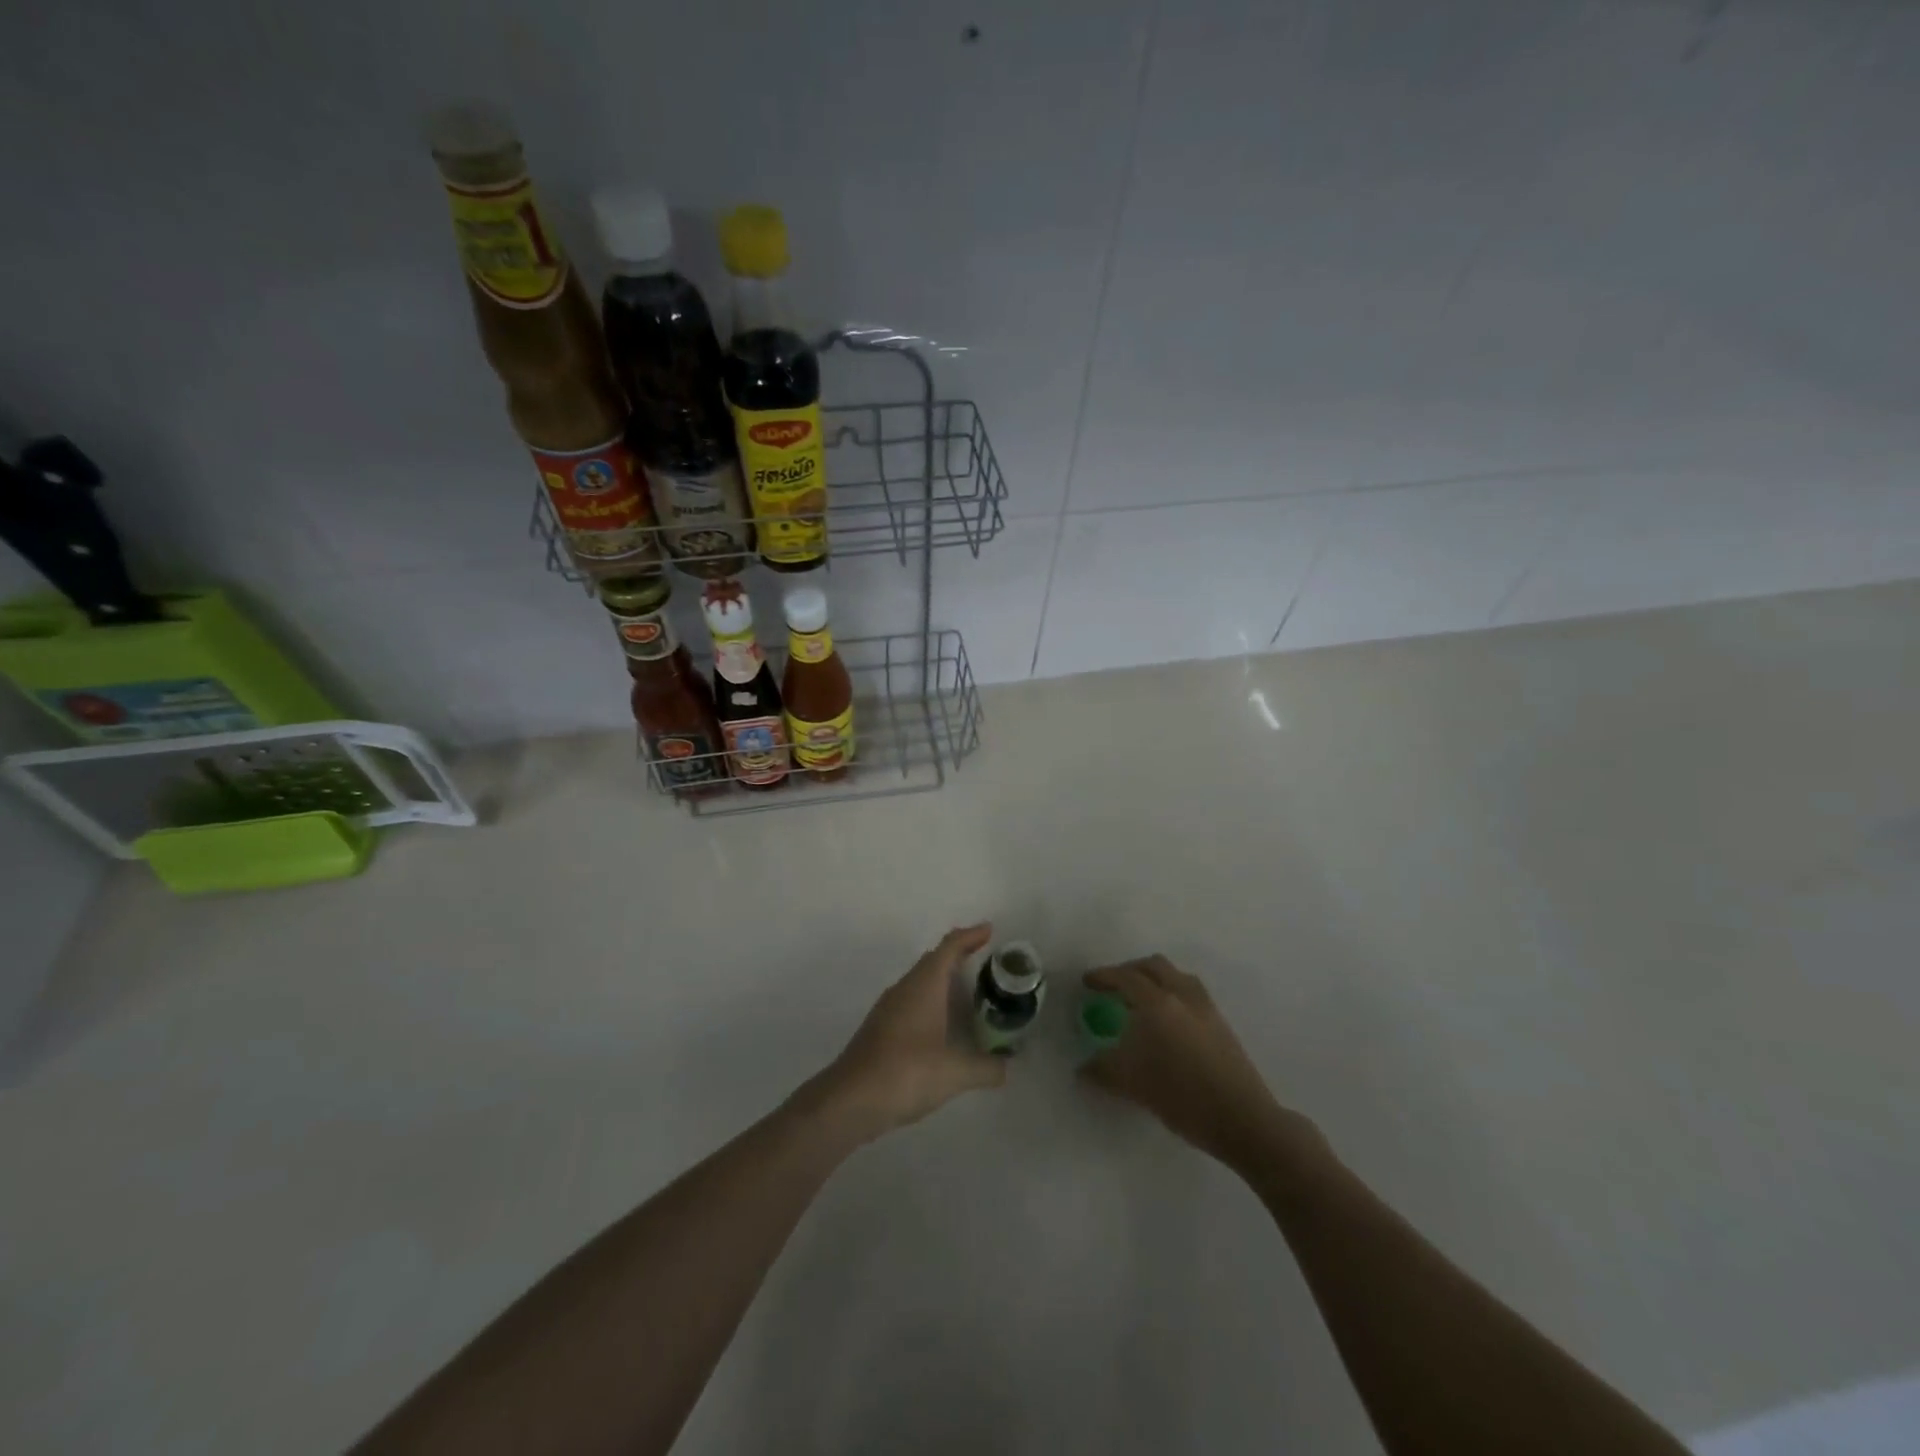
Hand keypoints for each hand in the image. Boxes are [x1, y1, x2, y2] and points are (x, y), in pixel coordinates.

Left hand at [811, 924, 1006, 1141]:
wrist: (850, 1100)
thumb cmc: (905, 1073)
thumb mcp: (955, 1073)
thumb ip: (986, 1067)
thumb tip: (1007, 1066)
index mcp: (924, 985)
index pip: (949, 947)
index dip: (970, 936)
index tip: (989, 930)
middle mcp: (905, 988)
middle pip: (934, 960)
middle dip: (958, 955)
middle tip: (985, 960)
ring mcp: (889, 1008)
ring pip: (920, 982)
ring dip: (943, 980)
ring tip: (969, 992)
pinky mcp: (880, 1029)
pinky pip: (912, 1002)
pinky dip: (931, 1003)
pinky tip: (942, 1026)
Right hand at [1080, 955, 1306, 1170]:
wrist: (1241, 1119)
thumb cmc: (1181, 1095)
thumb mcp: (1131, 1084)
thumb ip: (1102, 1070)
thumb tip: (1083, 1068)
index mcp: (1158, 1003)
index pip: (1125, 977)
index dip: (1103, 976)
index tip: (1087, 982)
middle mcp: (1183, 995)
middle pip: (1154, 966)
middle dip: (1130, 970)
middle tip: (1113, 986)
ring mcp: (1206, 1008)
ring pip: (1177, 977)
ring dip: (1155, 980)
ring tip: (1140, 1001)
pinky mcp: (1221, 1024)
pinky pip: (1191, 993)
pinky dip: (1172, 994)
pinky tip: (1167, 1023)